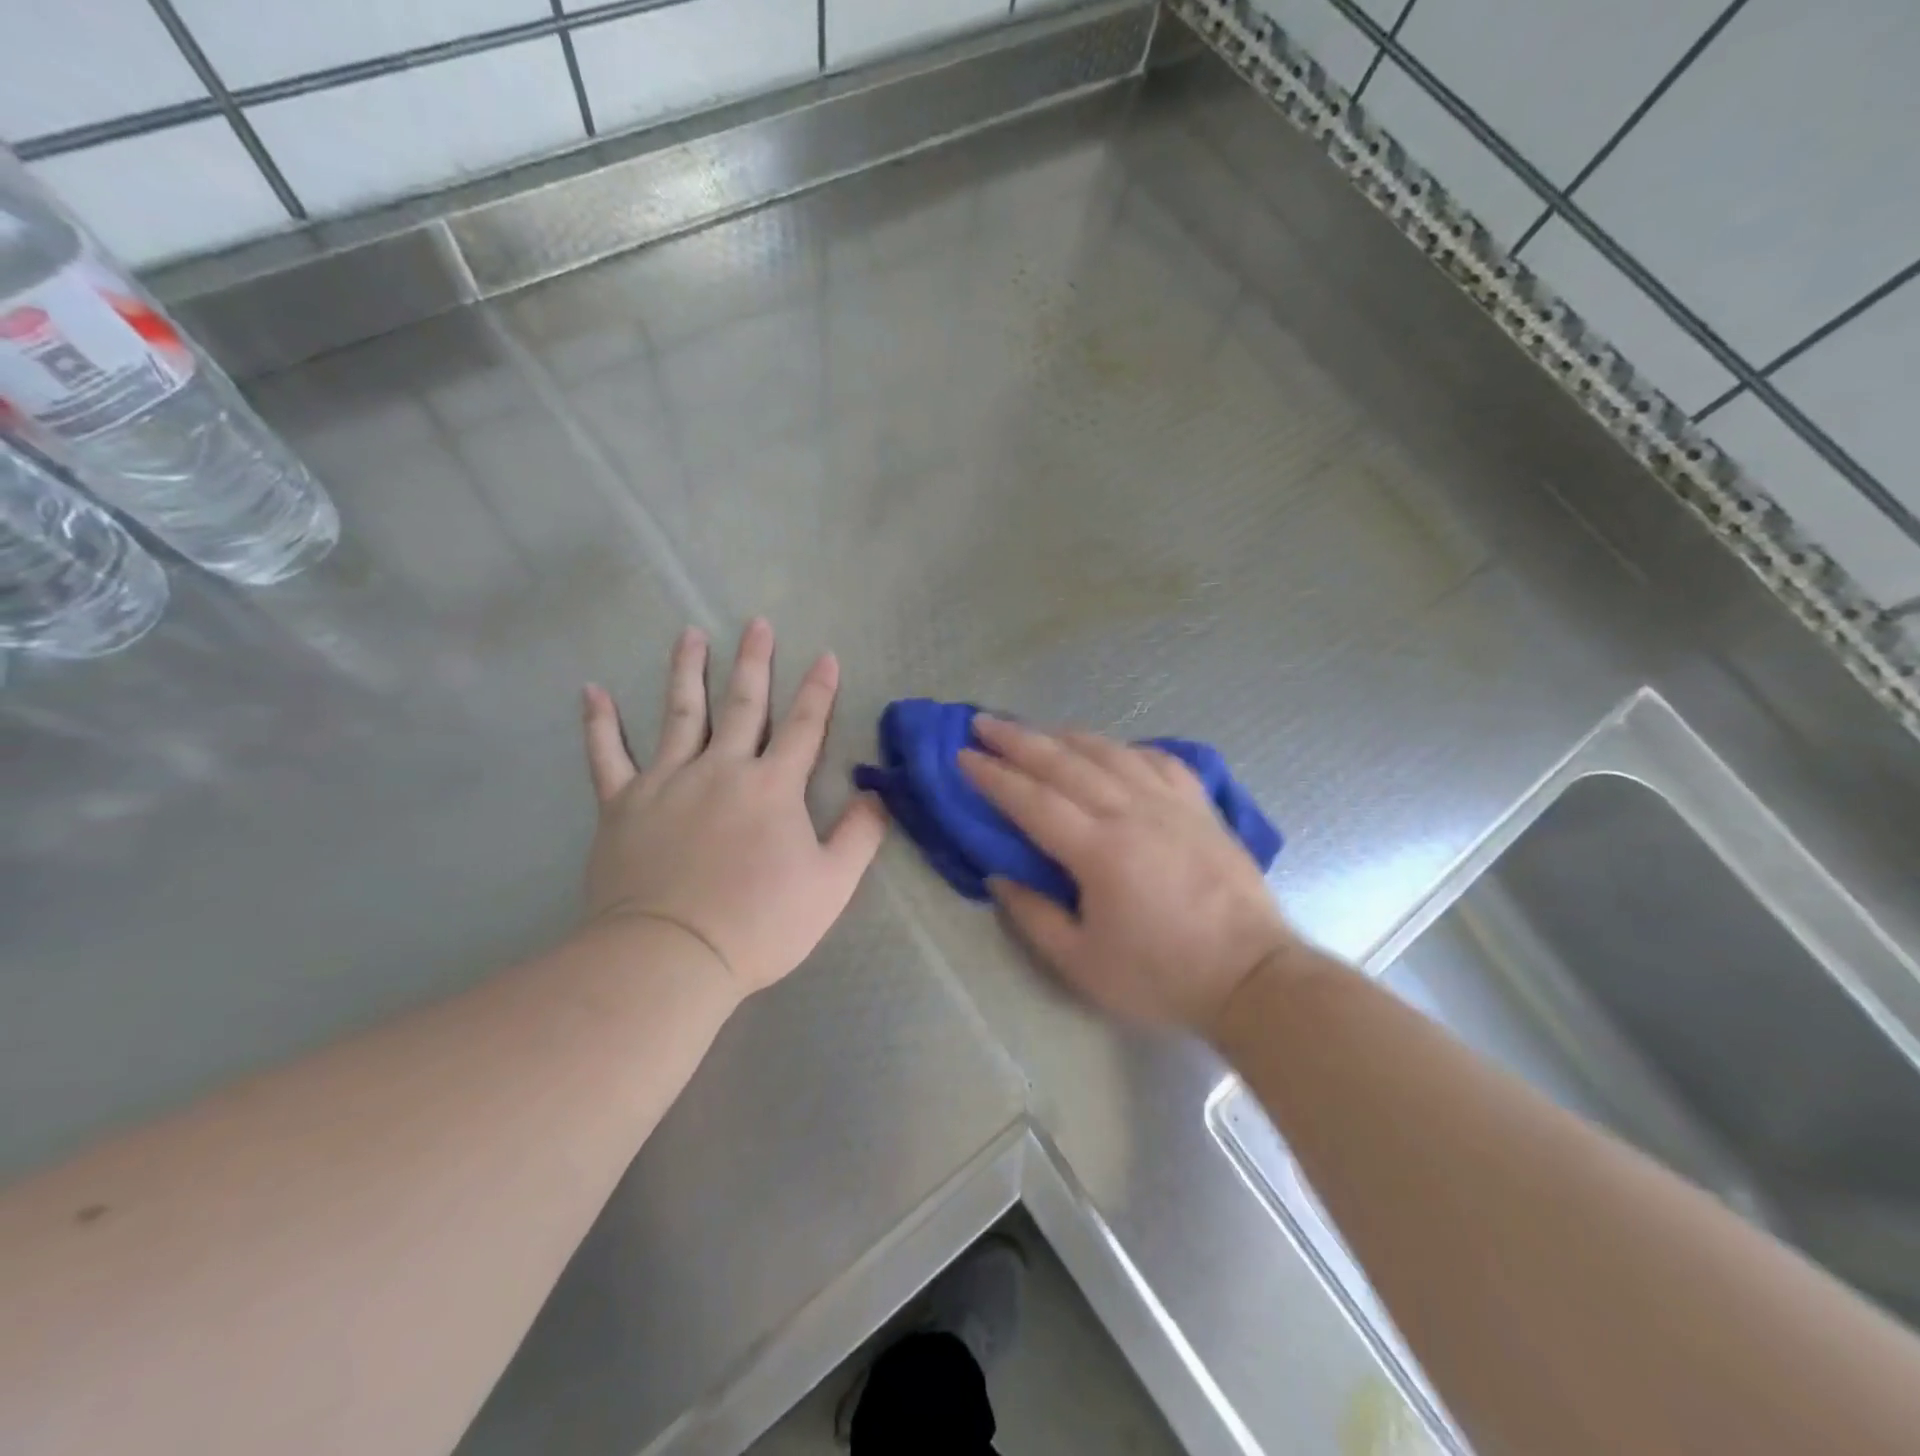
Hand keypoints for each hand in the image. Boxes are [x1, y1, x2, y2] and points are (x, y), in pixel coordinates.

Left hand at [580, 619, 887, 997]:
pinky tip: (592, 691)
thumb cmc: (760, 923)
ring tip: (690, 634)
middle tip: (757, 624)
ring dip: (686, 670)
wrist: (673, 956)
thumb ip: (860, 835)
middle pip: (741, 705)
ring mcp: (667, 781)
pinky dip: (599, 723)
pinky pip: (607, 755)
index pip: (803, 726)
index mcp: (772, 787)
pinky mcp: (623, 804)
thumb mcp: (831, 885)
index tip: (826, 656)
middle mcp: (721, 769)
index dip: (819, 690)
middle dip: (754, 662)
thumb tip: (876, 794)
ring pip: (679, 713)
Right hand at [959, 716, 1299, 1032]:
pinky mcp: (1200, 805)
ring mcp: (1171, 803)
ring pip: (1109, 752)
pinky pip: (1157, 759)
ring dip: (1065, 735)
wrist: (1252, 975)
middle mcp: (1132, 812)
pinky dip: (1125, 747)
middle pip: (1065, 762)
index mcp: (1099, 850)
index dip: (993, 776)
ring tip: (1036, 729)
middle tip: (983, 722)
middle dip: (1018, 739)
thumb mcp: (1082, 964)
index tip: (963, 756)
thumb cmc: (1162, 976)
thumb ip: (1033, 916)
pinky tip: (1111, 749)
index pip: (1033, 800)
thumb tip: (998, 876)